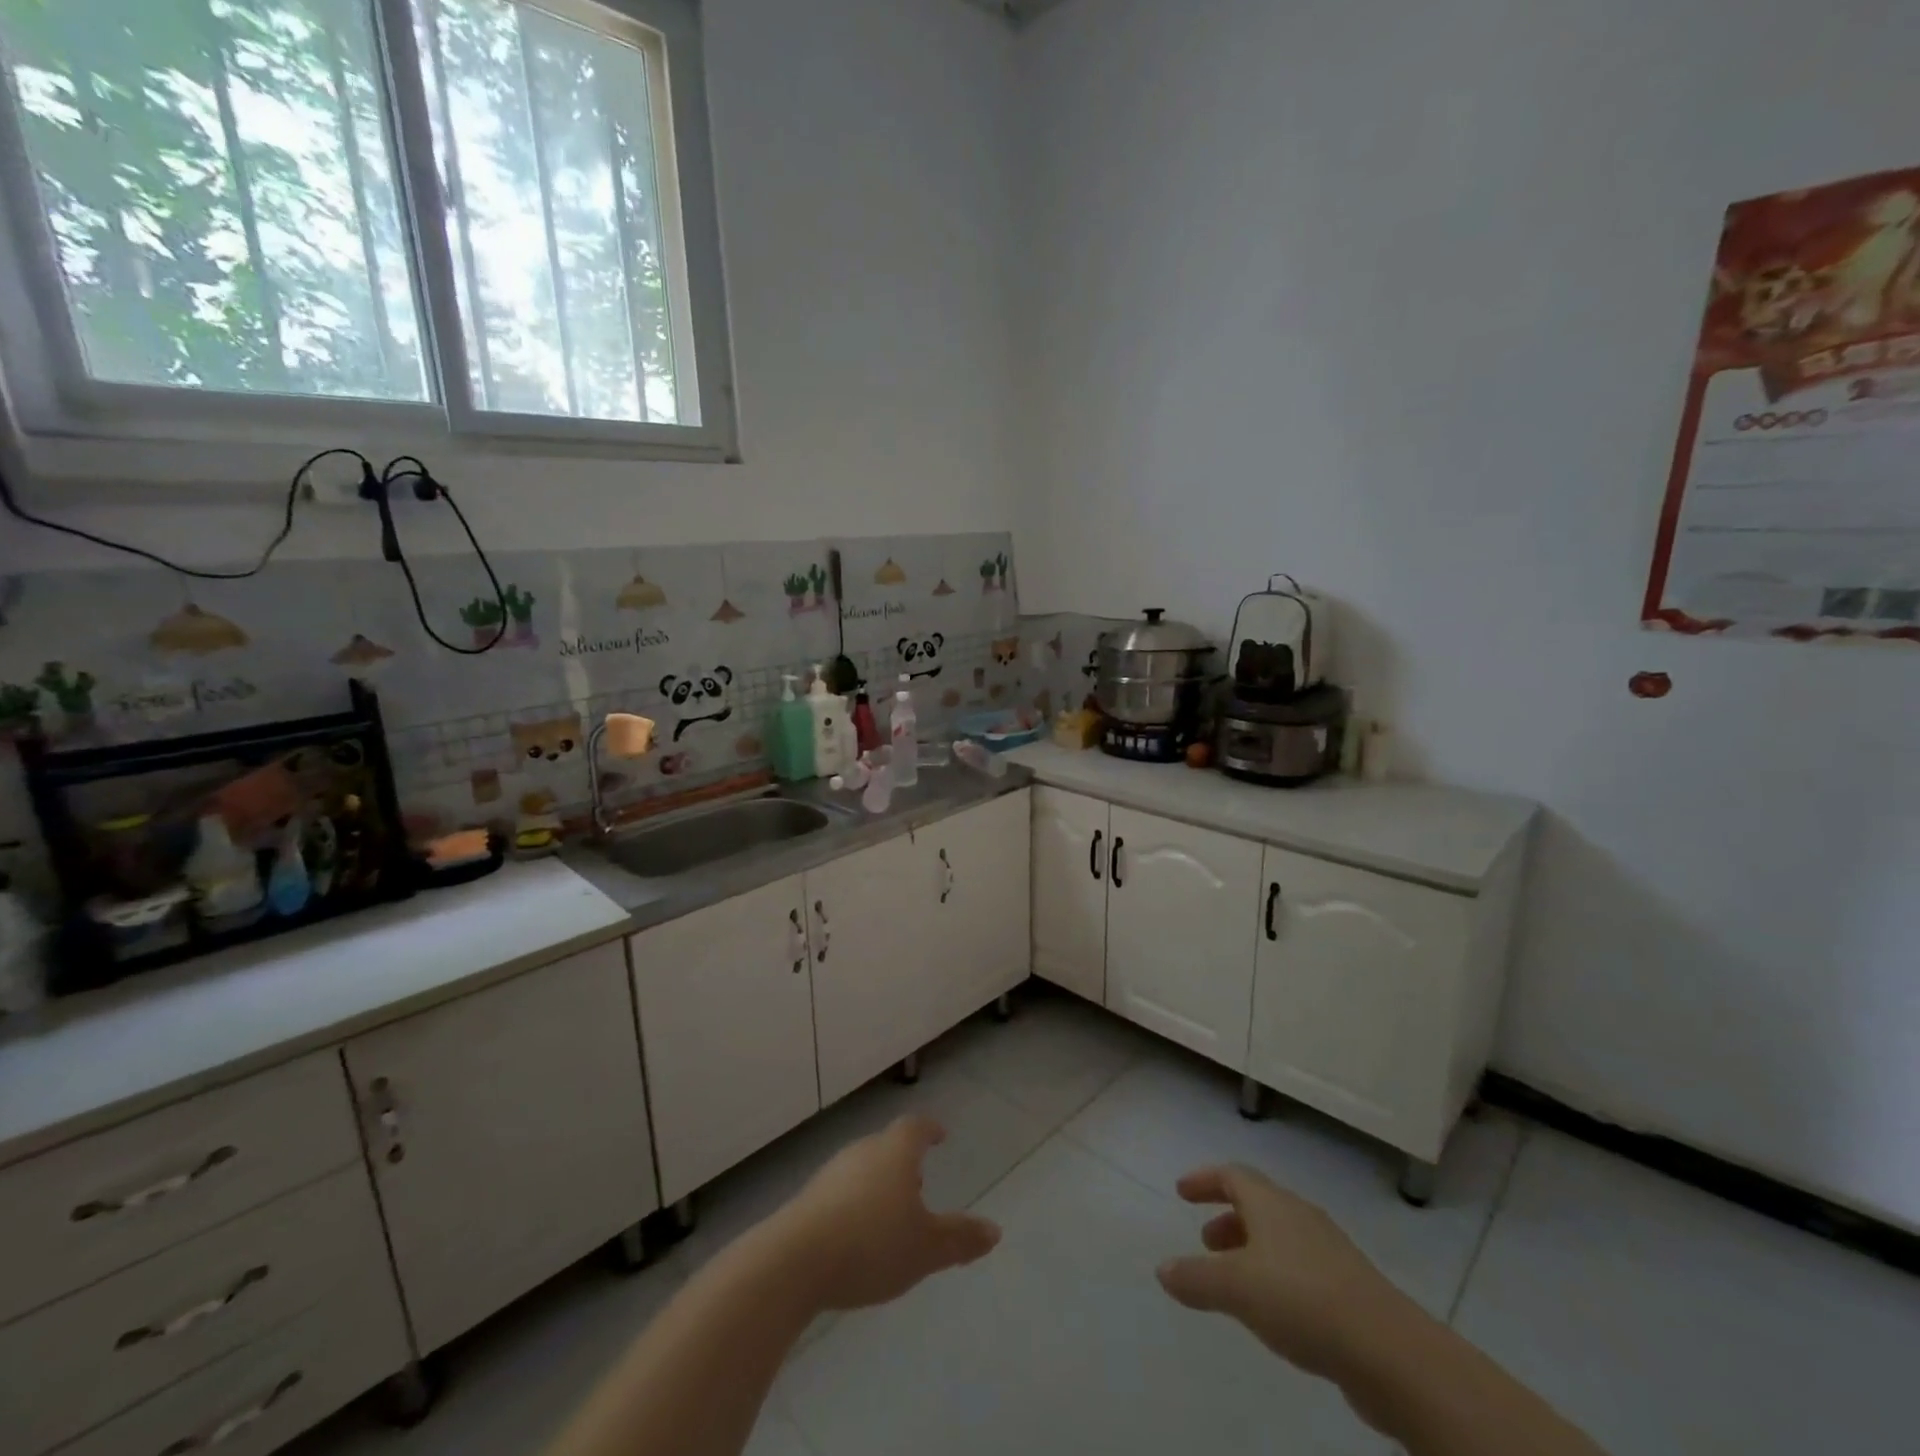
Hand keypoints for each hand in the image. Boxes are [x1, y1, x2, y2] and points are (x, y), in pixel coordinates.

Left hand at [767, 1115, 1001, 1312]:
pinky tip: (857, 1236)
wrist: (794, 1261)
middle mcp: (863, 1151)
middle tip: (918, 1180)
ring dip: (879, 1183)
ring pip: (863, 1168)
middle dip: (904, 1161)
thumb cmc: (872, 1244)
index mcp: (895, 1152)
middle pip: (887, 1145)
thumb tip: (995, 1231)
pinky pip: (841, 1192)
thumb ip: (959, 1239)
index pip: (915, 1127)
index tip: (939, 1134)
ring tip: (890, 1213)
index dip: (929, 1129)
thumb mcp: (926, 1249)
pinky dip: (855, 1203)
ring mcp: (831, 1172)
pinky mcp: (808, 1199)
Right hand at [1156, 1164, 1413, 1379]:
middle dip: (1227, 1217)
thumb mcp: (1236, 1288)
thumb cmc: (1302, 1300)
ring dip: (1251, 1248)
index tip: (1181, 1192)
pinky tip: (1273, 1310)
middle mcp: (1299, 1216)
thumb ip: (1196, 1277)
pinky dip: (1275, 1274)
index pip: (1232, 1174)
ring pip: (1279, 1236)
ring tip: (1234, 1282)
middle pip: (1257, 1202)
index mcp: (1271, 1203)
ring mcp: (1328, 1251)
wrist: (1390, 1352)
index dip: (1204, 1180)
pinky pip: (1300, 1266)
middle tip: (1206, 1241)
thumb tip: (1163, 1269)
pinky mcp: (1349, 1287)